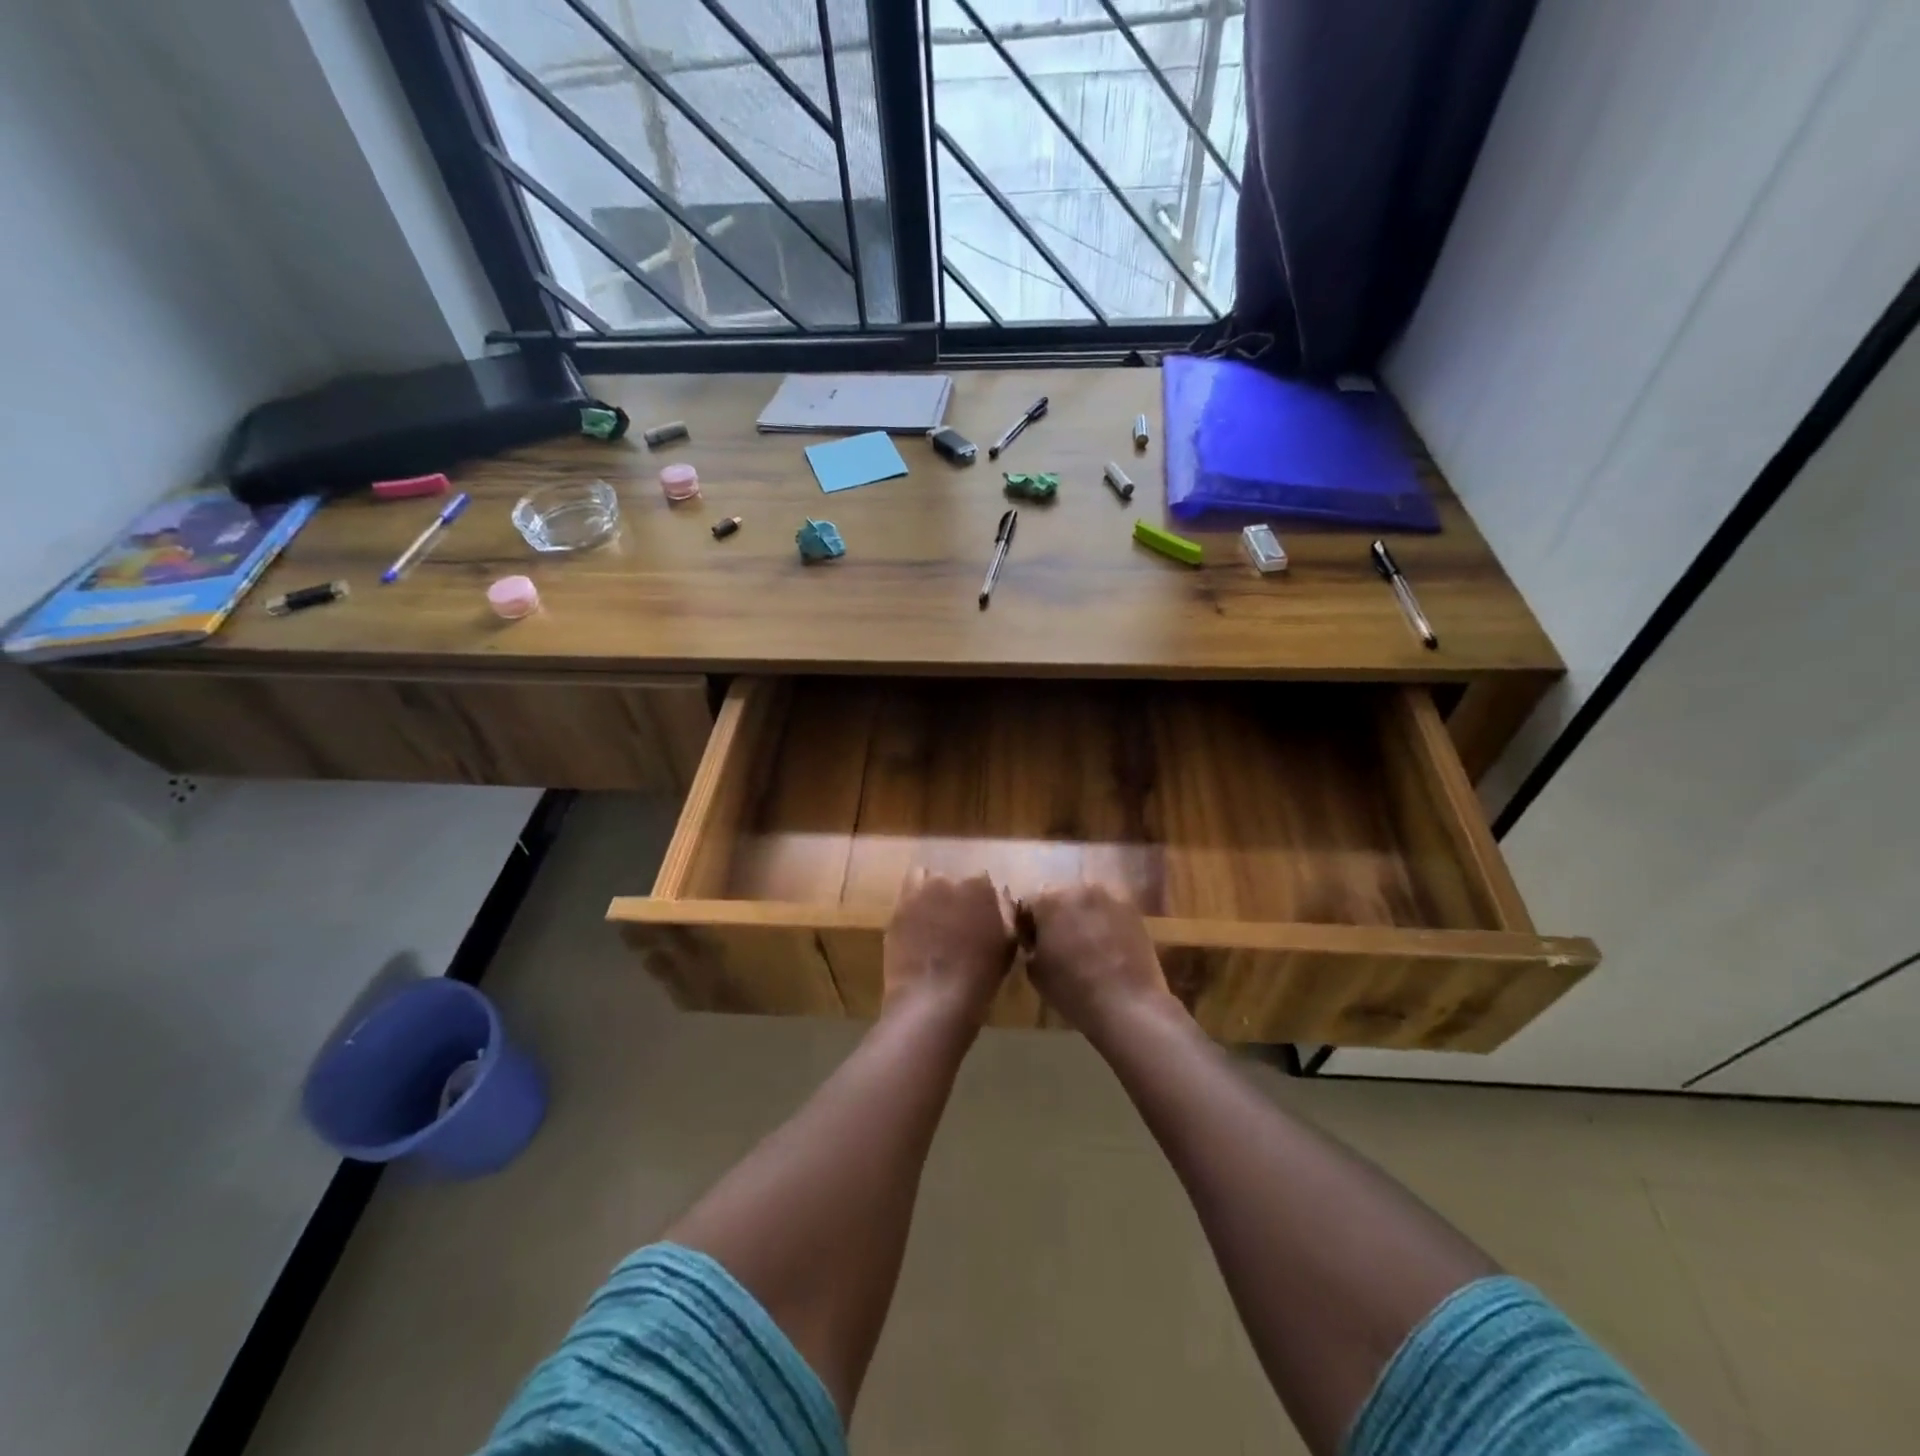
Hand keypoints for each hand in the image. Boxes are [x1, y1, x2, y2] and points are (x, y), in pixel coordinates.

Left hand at [883, 870, 1016, 1025]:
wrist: (933, 999)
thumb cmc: (980, 975)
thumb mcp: (1008, 944)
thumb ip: (1006, 913)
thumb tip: (1001, 896)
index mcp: (978, 886)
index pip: (981, 880)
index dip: (981, 899)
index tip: (981, 917)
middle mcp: (947, 880)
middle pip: (952, 879)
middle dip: (955, 895)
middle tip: (957, 921)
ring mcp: (918, 893)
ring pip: (925, 880)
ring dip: (930, 893)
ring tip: (933, 919)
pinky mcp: (897, 910)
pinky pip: (906, 897)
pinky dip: (912, 905)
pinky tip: (916, 926)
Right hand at [1024, 883, 1173, 1040]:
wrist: (1127, 1004)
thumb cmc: (1072, 990)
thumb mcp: (1034, 971)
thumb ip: (1031, 946)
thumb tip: (1038, 941)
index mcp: (1049, 900)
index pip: (1028, 904)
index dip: (1027, 925)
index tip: (1032, 945)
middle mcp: (1078, 889)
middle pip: (1060, 897)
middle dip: (1055, 916)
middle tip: (1057, 943)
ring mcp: (1109, 897)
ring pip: (1086, 902)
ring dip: (1081, 917)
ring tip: (1085, 944)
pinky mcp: (1132, 910)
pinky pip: (1109, 911)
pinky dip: (1104, 923)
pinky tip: (1107, 946)